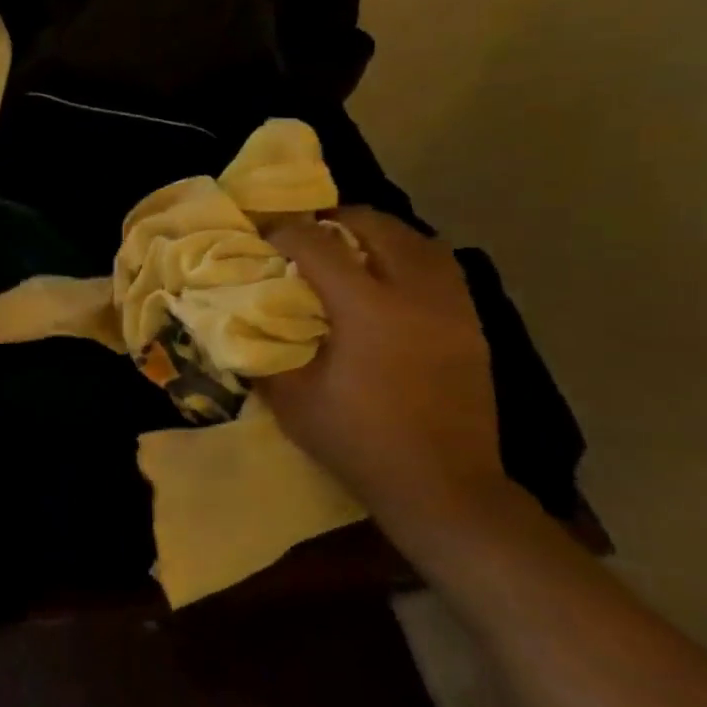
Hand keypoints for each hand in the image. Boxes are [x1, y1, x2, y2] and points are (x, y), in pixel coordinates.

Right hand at [259, 209, 506, 523]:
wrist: (442, 485)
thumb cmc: (358, 441)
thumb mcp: (291, 399)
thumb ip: (262, 351)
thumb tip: (235, 320)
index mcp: (368, 309)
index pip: (318, 246)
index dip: (285, 233)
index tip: (262, 238)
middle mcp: (416, 293)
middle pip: (376, 227)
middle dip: (334, 220)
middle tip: (305, 234)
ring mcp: (452, 306)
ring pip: (418, 239)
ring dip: (377, 233)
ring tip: (348, 245)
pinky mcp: (471, 324)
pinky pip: (441, 265)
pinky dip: (409, 255)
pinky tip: (388, 276)